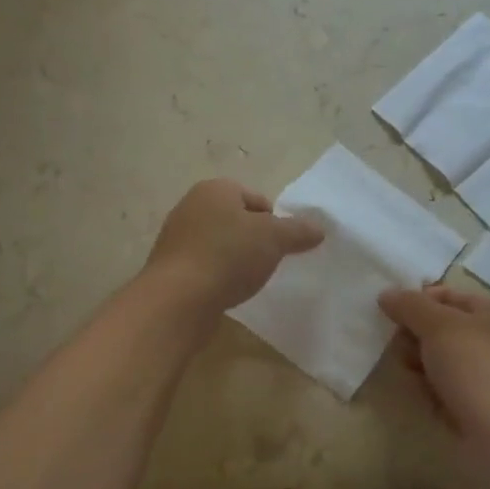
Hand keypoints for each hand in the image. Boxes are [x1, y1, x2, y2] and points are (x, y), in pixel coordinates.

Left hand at [143, 179, 323, 317]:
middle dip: (254, 241)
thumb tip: (318, 229)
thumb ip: (298, 230)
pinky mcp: (170, 267)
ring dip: (235, 260)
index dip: (274, 222)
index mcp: (215, 189)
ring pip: (220, 244)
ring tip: (246, 281)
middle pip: (237, 221)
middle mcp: (191, 206)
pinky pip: (204, 266)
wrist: (178, 299)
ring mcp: (176, 237)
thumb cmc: (228, 256)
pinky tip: (225, 292)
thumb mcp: (274, 238)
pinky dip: (218, 276)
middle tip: (266, 263)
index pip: (256, 199)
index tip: (280, 246)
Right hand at [379, 284, 489, 446]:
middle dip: (415, 335)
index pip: (446, 294)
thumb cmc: (478, 370)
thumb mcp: (440, 326)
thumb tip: (386, 294)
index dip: (416, 301)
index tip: (389, 316)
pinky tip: (425, 399)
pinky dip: (432, 391)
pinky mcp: (480, 406)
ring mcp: (488, 375)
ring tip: (412, 376)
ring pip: (440, 359)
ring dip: (420, 364)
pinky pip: (446, 388)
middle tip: (400, 349)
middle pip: (440, 327)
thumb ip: (410, 306)